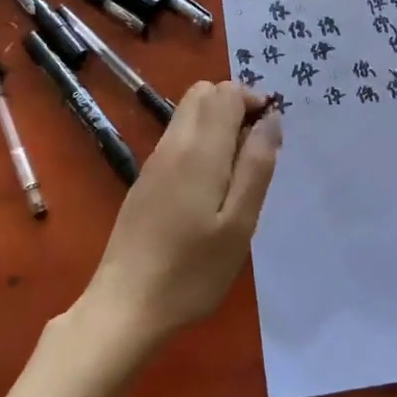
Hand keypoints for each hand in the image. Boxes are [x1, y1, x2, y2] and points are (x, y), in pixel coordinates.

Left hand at [78, 82, 281, 351]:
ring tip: (237, 172)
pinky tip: (210, 189)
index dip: (252, 100)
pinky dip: (201, 141)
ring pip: (188, 114)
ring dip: (217, 123)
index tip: (269, 135)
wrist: (126, 305)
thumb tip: (271, 119)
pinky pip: (178, 138)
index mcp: (199, 150)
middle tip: (255, 149)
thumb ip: (257, 165)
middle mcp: (173, 144)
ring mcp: (154, 161)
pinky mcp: (145, 180)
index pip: (225, 91)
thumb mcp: (240, 224)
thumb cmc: (192, 270)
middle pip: (203, 93)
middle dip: (234, 105)